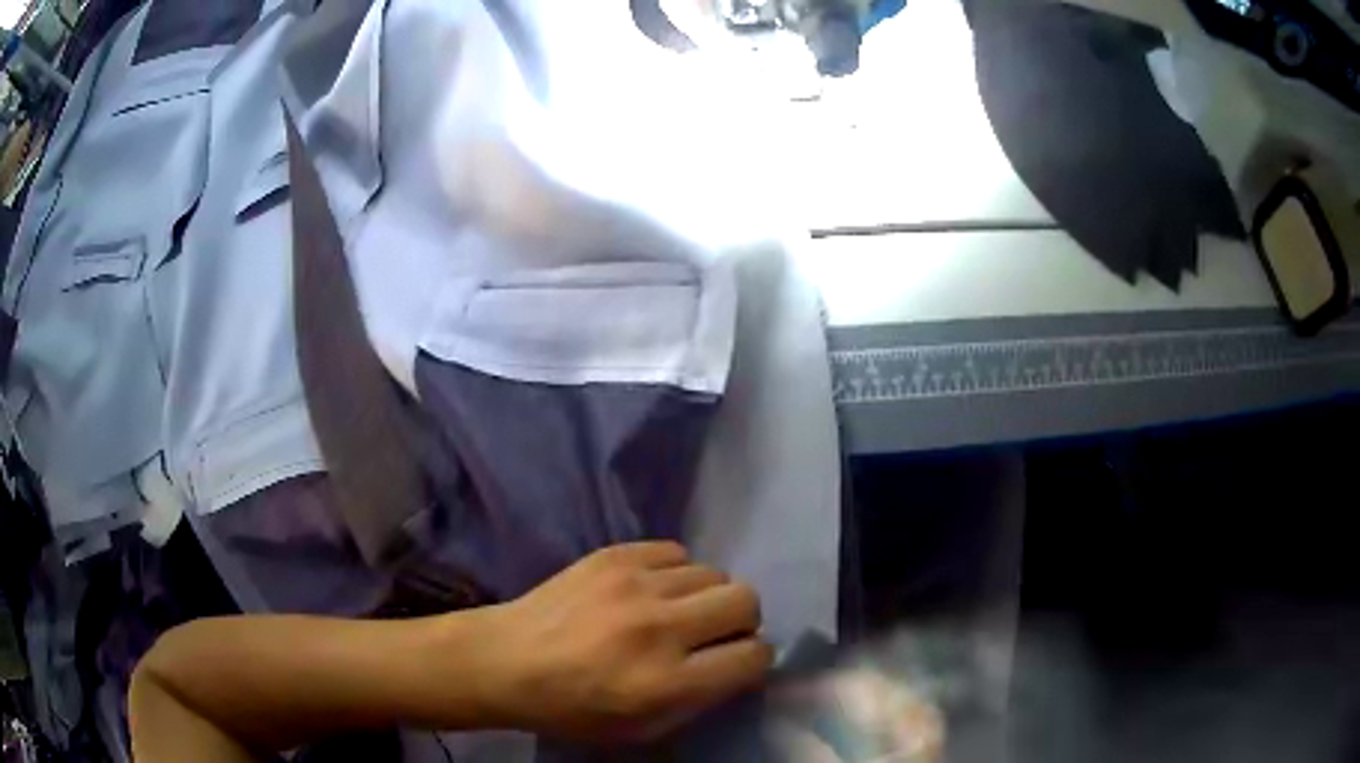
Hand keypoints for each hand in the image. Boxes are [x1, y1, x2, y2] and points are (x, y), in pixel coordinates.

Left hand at [480, 542, 772, 741]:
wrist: (506, 660)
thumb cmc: (573, 708)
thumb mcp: (643, 730)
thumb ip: (701, 700)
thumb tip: (740, 663)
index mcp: (667, 682)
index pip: (752, 655)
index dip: (753, 660)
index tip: (736, 661)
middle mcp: (659, 628)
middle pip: (745, 600)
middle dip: (741, 621)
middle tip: (712, 634)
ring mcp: (634, 585)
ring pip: (714, 573)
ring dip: (705, 597)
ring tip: (674, 612)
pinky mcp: (613, 555)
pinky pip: (676, 551)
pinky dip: (674, 573)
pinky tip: (649, 590)